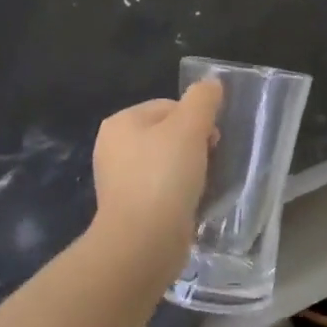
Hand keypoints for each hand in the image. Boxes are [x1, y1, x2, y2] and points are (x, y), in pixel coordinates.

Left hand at [91, 80, 223, 267]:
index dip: (197, 119)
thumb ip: (203, 99)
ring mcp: (119, 181)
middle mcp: (113, 148)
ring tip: (203, 185)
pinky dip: (180, 193)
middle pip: (169, 134)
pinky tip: (191, 203)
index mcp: (121, 122)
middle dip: (194, 145)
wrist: (143, 242)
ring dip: (190, 170)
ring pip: (167, 163)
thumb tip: (211, 83)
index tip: (212, 140)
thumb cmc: (164, 176)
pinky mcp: (130, 209)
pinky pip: (163, 190)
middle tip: (210, 163)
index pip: (170, 106)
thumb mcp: (190, 127)